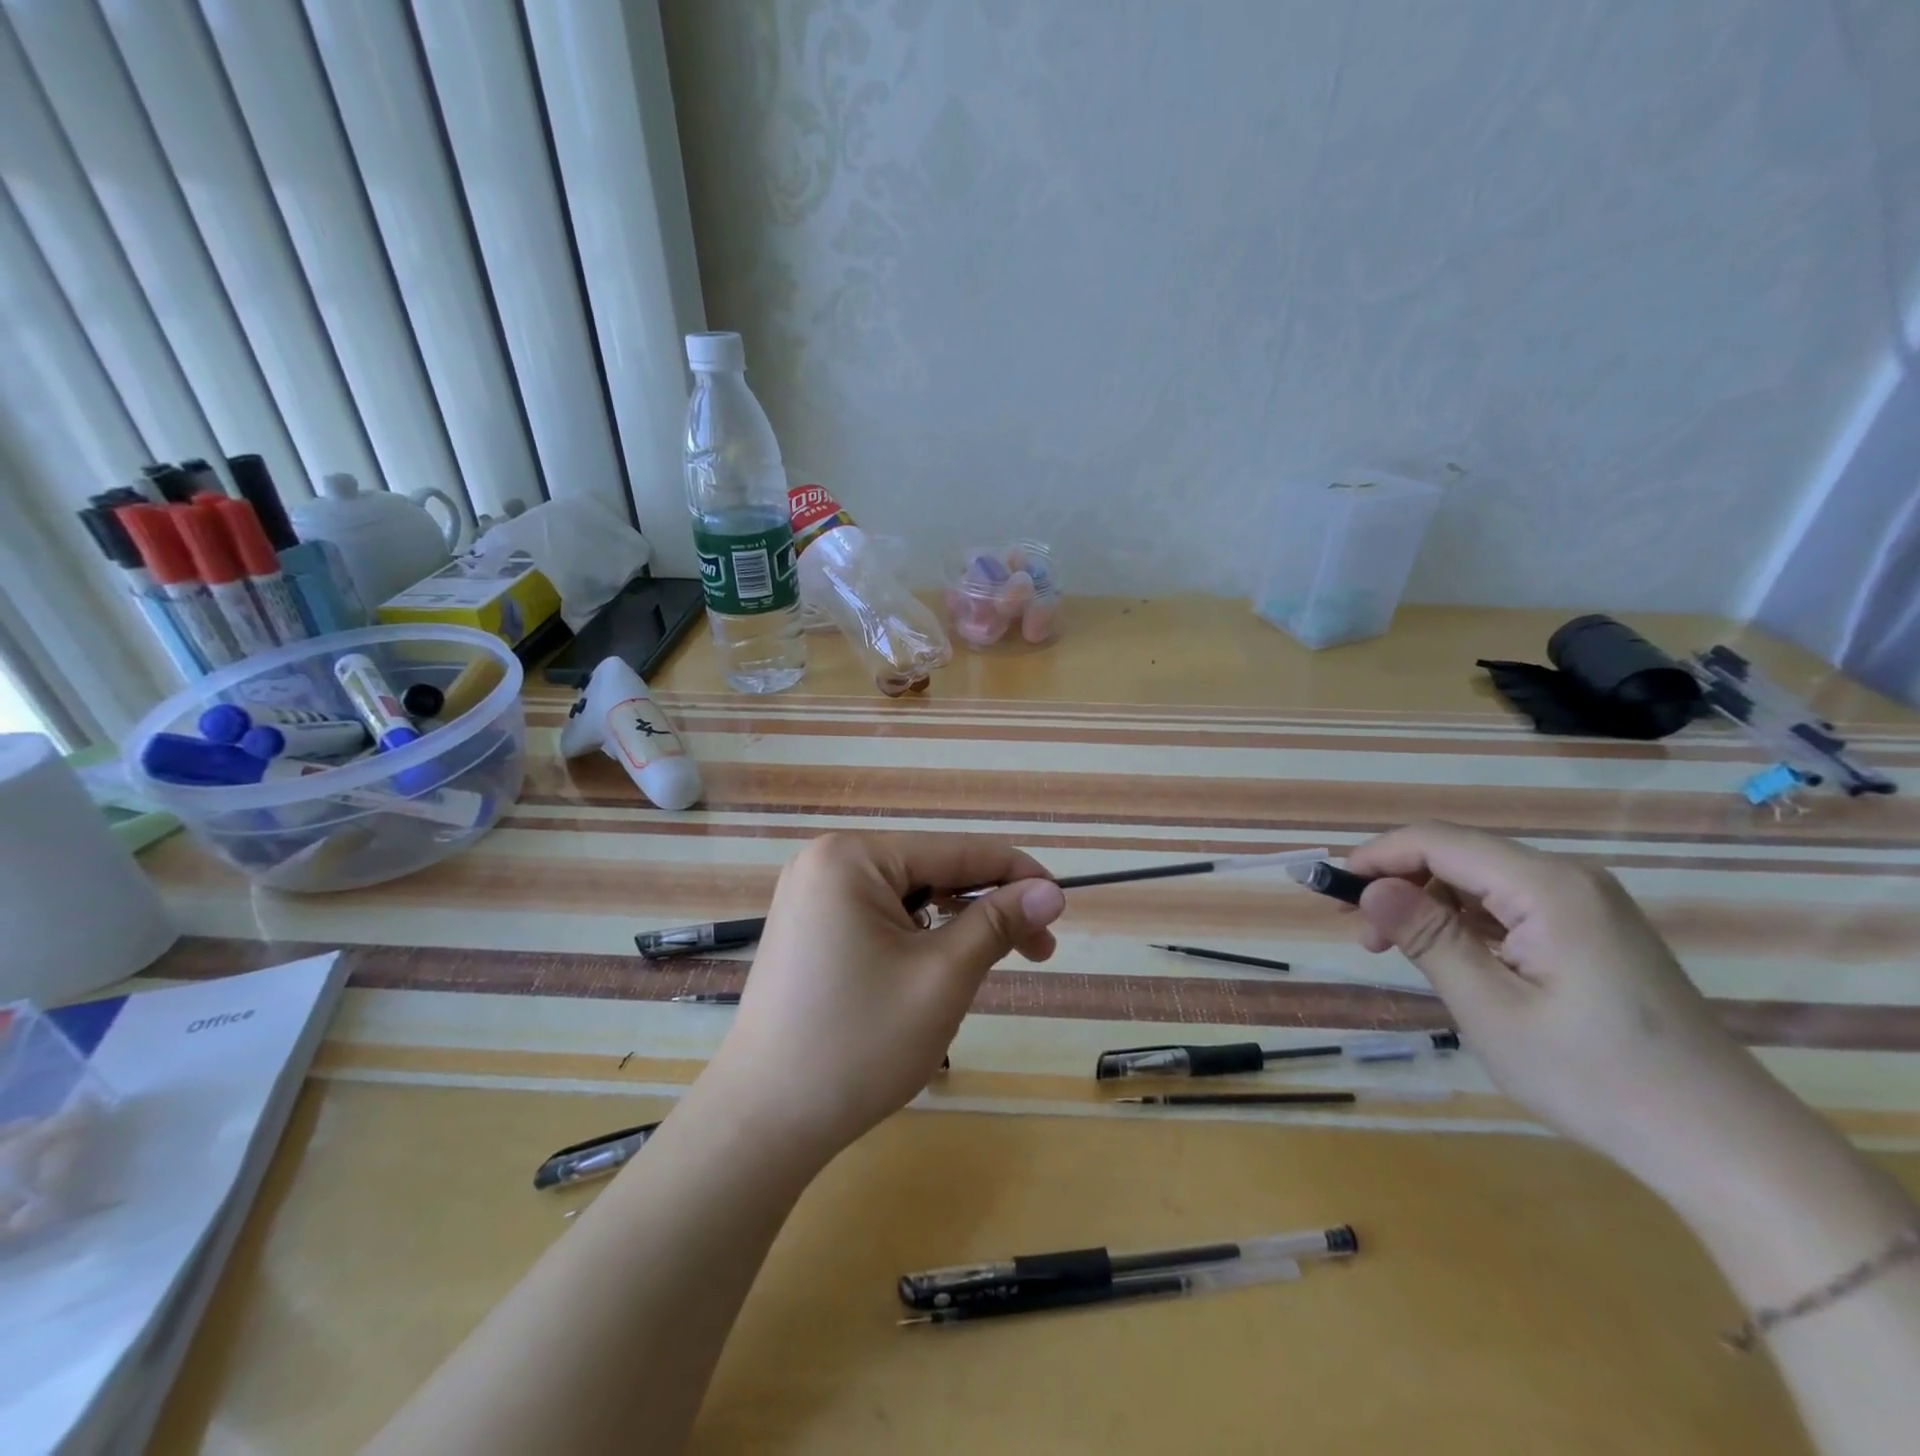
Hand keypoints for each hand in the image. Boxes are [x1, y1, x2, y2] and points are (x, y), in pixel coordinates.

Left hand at [701, 832, 1065, 1166]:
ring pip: (908, 898)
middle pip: (931, 872)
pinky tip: (938, 972)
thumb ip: (998, 923)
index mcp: (851, 857)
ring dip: (955, 927)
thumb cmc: (859, 1044)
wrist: (762, 1123)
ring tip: (990, 968)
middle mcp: (826, 862)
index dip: (1016, 873)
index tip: (1063, 901)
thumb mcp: (943, 977)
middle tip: (1040, 951)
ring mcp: (811, 897)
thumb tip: (1052, 890)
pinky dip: (918, 940)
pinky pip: (880, 919)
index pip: (955, 850)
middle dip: (986, 907)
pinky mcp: (809, 931)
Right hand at [1346, 822, 1776, 1181]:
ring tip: (1394, 950)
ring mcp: (1586, 905)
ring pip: (1480, 880)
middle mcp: (1569, 879)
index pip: (1439, 841)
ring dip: (1428, 905)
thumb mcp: (1491, 1009)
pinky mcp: (1591, 931)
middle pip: (1459, 855)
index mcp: (1548, 887)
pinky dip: (1464, 922)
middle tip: (1362, 937)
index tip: (1331, 890)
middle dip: (1399, 883)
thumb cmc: (1596, 1078)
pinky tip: (1449, 958)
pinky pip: (1508, 905)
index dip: (1377, 856)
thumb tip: (1370, 887)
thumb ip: (1428, 938)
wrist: (1723, 1144)